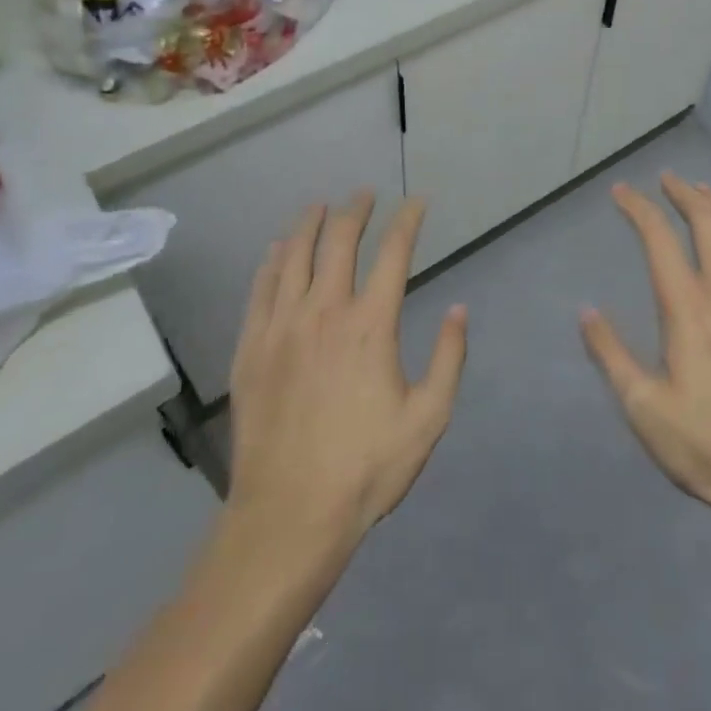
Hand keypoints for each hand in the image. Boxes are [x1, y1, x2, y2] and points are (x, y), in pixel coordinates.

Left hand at [227, 193, 467, 550]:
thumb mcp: (428, 418)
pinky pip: (260, 289)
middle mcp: (324, 312)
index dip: (408, 221)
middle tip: (365, 195)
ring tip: (320, 206)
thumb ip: (449, 358)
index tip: (417, 202)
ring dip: (309, 224)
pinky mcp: (251, 348)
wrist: (289, 515)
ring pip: (294, 256)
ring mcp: (282, 327)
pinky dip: (271, 261)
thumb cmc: (366, 468)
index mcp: (371, 325)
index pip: (393, 253)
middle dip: (356, 210)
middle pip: (339, 242)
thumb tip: (459, 309)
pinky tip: (276, 249)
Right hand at [581, 174, 710, 526]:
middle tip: (667, 180)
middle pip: (708, 222)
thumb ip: (611, 354)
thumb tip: (586, 310)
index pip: (659, 239)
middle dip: (684, 193)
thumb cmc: (706, 445)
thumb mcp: (643, 408)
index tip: (621, 192)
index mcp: (689, 308)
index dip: (638, 208)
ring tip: (705, 192)